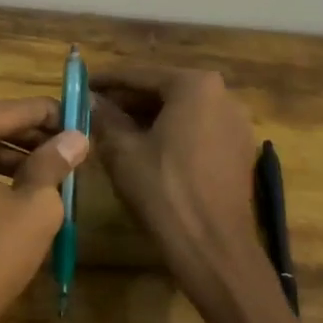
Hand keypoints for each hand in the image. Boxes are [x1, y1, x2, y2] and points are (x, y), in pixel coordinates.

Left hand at [0, 98, 88, 322]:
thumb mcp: (33, 208)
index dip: (48, 116)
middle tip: (69, 146)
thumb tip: (76, 138)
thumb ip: (53, 163)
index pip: (8, 110)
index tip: (80, 119)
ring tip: (50, 169)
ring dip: (6, 156)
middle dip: (27, 137)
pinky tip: (15, 188)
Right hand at [89, 68, 271, 316]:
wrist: (213, 246)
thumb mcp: (122, 151)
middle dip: (129, 100)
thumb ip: (104, 118)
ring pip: (182, 111)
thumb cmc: (163, 190)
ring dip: (149, 117)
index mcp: (195, 86)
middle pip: (165, 90)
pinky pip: (198, 131)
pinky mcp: (240, 151)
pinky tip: (146, 149)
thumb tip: (91, 101)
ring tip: (115, 130)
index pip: (140, 75)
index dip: (107, 81)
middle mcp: (223, 95)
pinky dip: (171, 134)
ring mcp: (236, 124)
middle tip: (95, 109)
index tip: (82, 84)